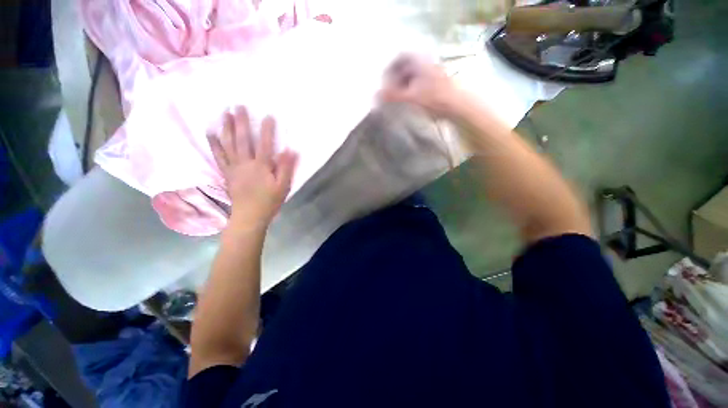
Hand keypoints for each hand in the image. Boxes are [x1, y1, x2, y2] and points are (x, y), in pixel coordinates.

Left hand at [208, 107, 297, 227]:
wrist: (250, 216)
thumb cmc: (269, 201)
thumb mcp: (283, 186)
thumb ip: (286, 168)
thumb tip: (290, 150)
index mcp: (261, 166)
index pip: (265, 144)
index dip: (267, 129)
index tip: (268, 115)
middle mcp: (245, 163)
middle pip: (243, 140)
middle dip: (241, 122)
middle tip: (238, 105)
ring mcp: (234, 167)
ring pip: (229, 144)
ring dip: (227, 128)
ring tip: (225, 113)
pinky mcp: (227, 173)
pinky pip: (218, 156)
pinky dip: (214, 144)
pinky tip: (211, 133)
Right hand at [379, 55, 463, 117]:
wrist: (458, 105)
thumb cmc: (434, 98)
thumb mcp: (410, 96)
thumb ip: (393, 95)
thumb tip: (375, 95)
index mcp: (418, 60)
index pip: (398, 59)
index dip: (388, 70)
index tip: (383, 83)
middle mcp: (424, 63)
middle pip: (403, 69)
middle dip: (393, 80)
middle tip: (387, 94)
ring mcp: (429, 73)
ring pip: (410, 77)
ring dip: (401, 87)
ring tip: (395, 100)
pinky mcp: (433, 83)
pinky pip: (416, 84)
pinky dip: (408, 91)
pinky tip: (406, 102)